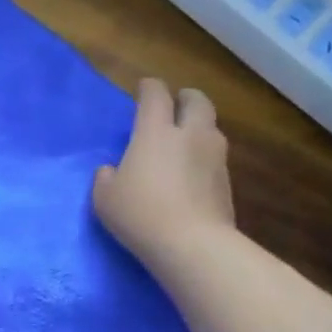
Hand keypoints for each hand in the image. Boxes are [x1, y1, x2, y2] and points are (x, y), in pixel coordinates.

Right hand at [93, 79, 235, 271]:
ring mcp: (214, 156)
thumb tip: (111, 170)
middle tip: (176, 104)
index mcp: (155, 132)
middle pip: (196, 101)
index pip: (155, 96)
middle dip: (185, 98)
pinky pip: (215, 157)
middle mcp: (190, 135)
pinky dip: (204, 156)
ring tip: (186, 139)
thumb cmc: (139, 214)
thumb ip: (106, 178)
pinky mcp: (226, 181)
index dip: (149, 88)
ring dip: (199, 126)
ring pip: (211, 127)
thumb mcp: (105, 198)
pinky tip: (193, 171)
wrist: (191, 243)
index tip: (144, 89)